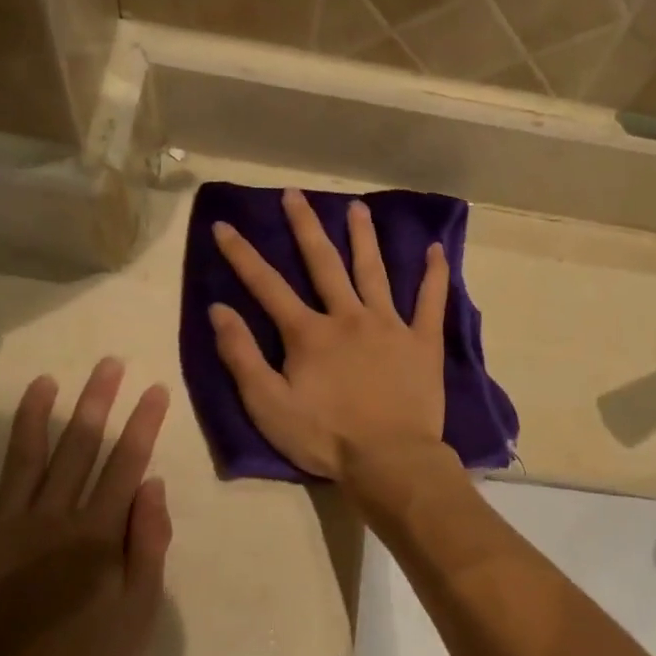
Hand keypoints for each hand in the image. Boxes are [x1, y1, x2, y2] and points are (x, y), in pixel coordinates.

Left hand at [0, 359, 170, 655]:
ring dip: (34, 418)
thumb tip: (152, 486)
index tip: (153, 389)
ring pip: (21, 461)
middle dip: (97, 403)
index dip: (142, 424)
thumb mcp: (139, 615)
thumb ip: (148, 546)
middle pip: (79, 449)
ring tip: (45, 382)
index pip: (126, 464)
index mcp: (97, 535)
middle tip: (107, 364)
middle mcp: (51, 519)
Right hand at [210, 189, 449, 479]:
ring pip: (374, 271)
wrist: (389, 460)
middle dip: (305, 226)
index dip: (242, 254)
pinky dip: (434, 275)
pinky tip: (437, 250)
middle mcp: (348, 316)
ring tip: (357, 207)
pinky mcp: (422, 342)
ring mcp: (389, 325)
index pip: (267, 285)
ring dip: (364, 237)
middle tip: (295, 194)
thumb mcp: (268, 405)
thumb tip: (219, 310)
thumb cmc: (324, 437)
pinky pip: (430, 301)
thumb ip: (241, 356)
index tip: (224, 224)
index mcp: (308, 333)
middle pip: (324, 263)